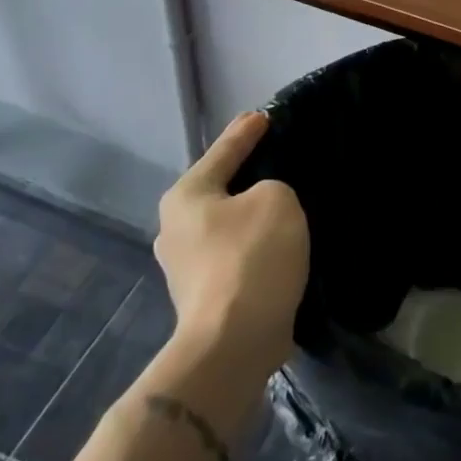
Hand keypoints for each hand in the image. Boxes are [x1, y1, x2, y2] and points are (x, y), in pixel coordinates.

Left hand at [154, 112, 308, 375]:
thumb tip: (261, 206)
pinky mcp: (203, 297)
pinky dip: (255, 247)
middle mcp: (175, 228)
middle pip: (220, 189)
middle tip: (279, 161)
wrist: (232, 344)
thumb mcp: (276, 199)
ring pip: (227, 225)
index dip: (247, 131)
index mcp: (186, 196)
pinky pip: (235, 255)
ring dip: (252, 217)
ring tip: (285, 207)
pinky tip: (279, 247)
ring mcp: (185, 268)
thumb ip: (272, 187)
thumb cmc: (251, 257)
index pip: (223, 150)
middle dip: (247, 176)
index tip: (265, 115)